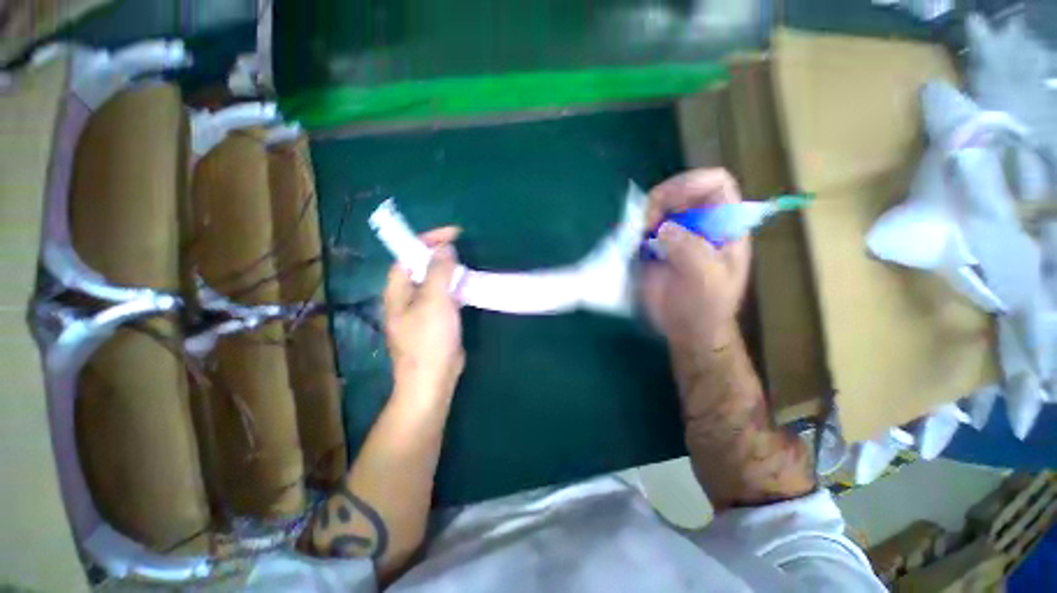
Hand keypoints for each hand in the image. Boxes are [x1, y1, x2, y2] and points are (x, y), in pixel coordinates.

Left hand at [383, 227, 464, 403]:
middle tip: (462, 249)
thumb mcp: (434, 301)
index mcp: (398, 291)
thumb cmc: (429, 340)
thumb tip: (445, 248)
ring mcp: (422, 311)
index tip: (452, 233)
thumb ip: (439, 272)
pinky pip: (445, 298)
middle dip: (439, 256)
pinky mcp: (436, 322)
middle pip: (421, 269)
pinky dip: (456, 289)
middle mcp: (406, 298)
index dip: (426, 241)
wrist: (433, 380)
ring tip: (468, 265)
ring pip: (435, 283)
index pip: (407, 257)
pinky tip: (469, 287)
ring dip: (450, 272)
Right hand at [641, 169, 750, 351]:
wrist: (686, 329)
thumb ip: (691, 251)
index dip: (691, 182)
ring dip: (644, 216)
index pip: (716, 183)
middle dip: (660, 200)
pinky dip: (634, 231)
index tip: (666, 204)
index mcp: (724, 227)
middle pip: (681, 190)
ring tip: (637, 238)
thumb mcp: (706, 280)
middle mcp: (701, 224)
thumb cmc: (705, 307)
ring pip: (659, 207)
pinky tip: (632, 246)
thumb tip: (663, 228)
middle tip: (645, 225)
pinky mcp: (656, 246)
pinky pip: (643, 227)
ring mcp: (677, 234)